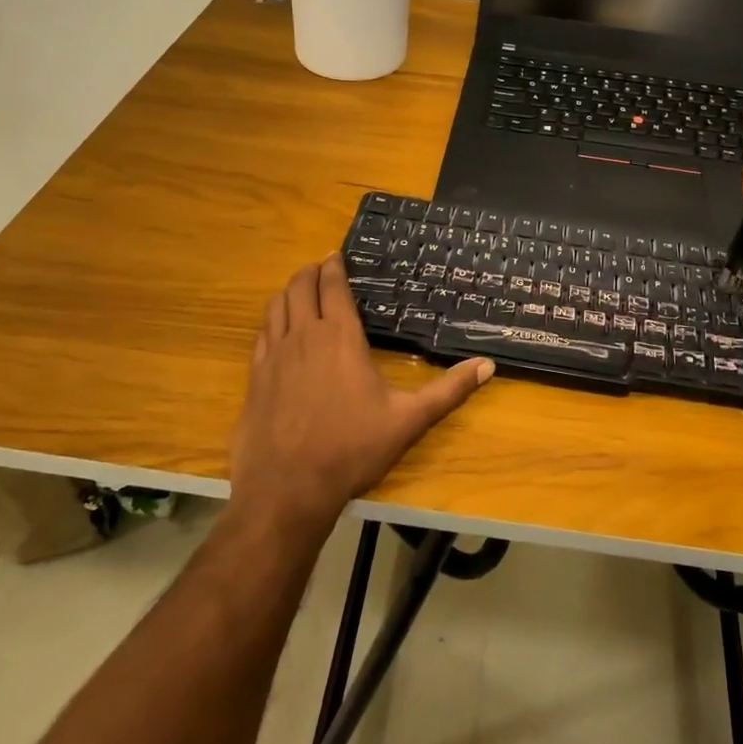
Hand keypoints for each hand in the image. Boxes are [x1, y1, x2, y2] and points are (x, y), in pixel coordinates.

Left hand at [230, 255, 493, 537]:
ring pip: (276, 305)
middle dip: (310, 271)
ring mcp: (273, 355)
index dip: (334, 266)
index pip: (332, 286)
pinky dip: (272, 320)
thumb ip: (449, 391)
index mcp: (340, 336)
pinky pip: (261, 334)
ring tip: (300, 291)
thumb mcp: (409, 420)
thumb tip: (488, 366)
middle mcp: (303, 335)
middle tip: (321, 268)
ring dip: (289, 291)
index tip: (336, 255)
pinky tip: (278, 330)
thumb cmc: (352, 448)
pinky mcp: (255, 377)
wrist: (288, 488)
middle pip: (300, 286)